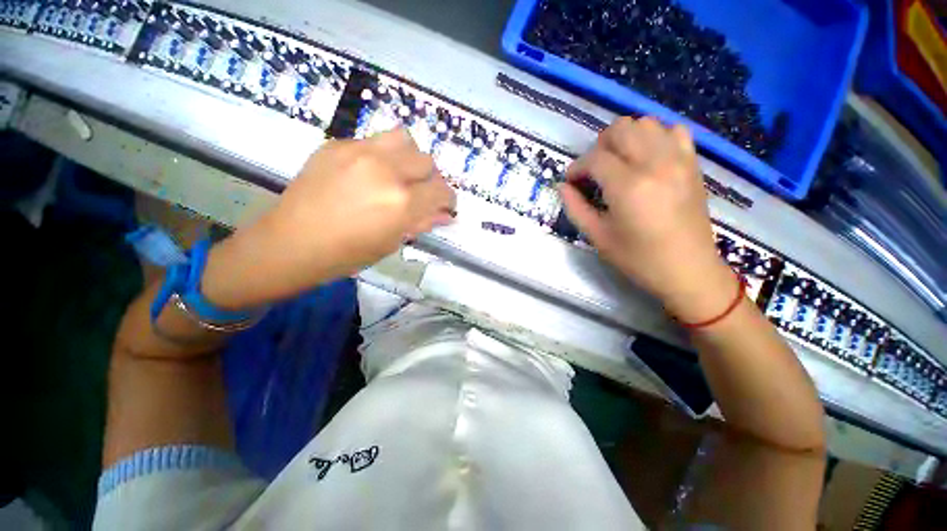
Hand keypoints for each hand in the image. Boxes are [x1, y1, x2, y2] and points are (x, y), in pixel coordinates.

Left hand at [201, 128, 455, 308]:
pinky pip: (374, 141)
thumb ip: (422, 223)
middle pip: (427, 161)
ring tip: (399, 174)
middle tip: (420, 193)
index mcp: (402, 202)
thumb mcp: (392, 242)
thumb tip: (445, 215)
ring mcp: (360, 152)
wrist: (292, 242)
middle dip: (430, 180)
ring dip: (409, 158)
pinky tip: (369, 173)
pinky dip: (382, 156)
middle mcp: (386, 170)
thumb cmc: (347, 253)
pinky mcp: (338, 144)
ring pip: (404, 139)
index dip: (447, 199)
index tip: (443, 206)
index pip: (442, 190)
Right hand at [560, 117, 735, 321]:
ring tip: (618, 162)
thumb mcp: (598, 237)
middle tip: (594, 171)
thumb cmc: (638, 258)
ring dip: (625, 138)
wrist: (688, 270)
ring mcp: (679, 160)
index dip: (577, 167)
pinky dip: (654, 136)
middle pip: (621, 129)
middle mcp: (655, 164)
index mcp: (629, 186)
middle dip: (599, 146)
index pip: (595, 158)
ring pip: (646, 123)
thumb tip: (563, 186)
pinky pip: (673, 130)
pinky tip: (647, 158)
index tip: (571, 181)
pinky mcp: (693, 163)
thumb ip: (575, 208)